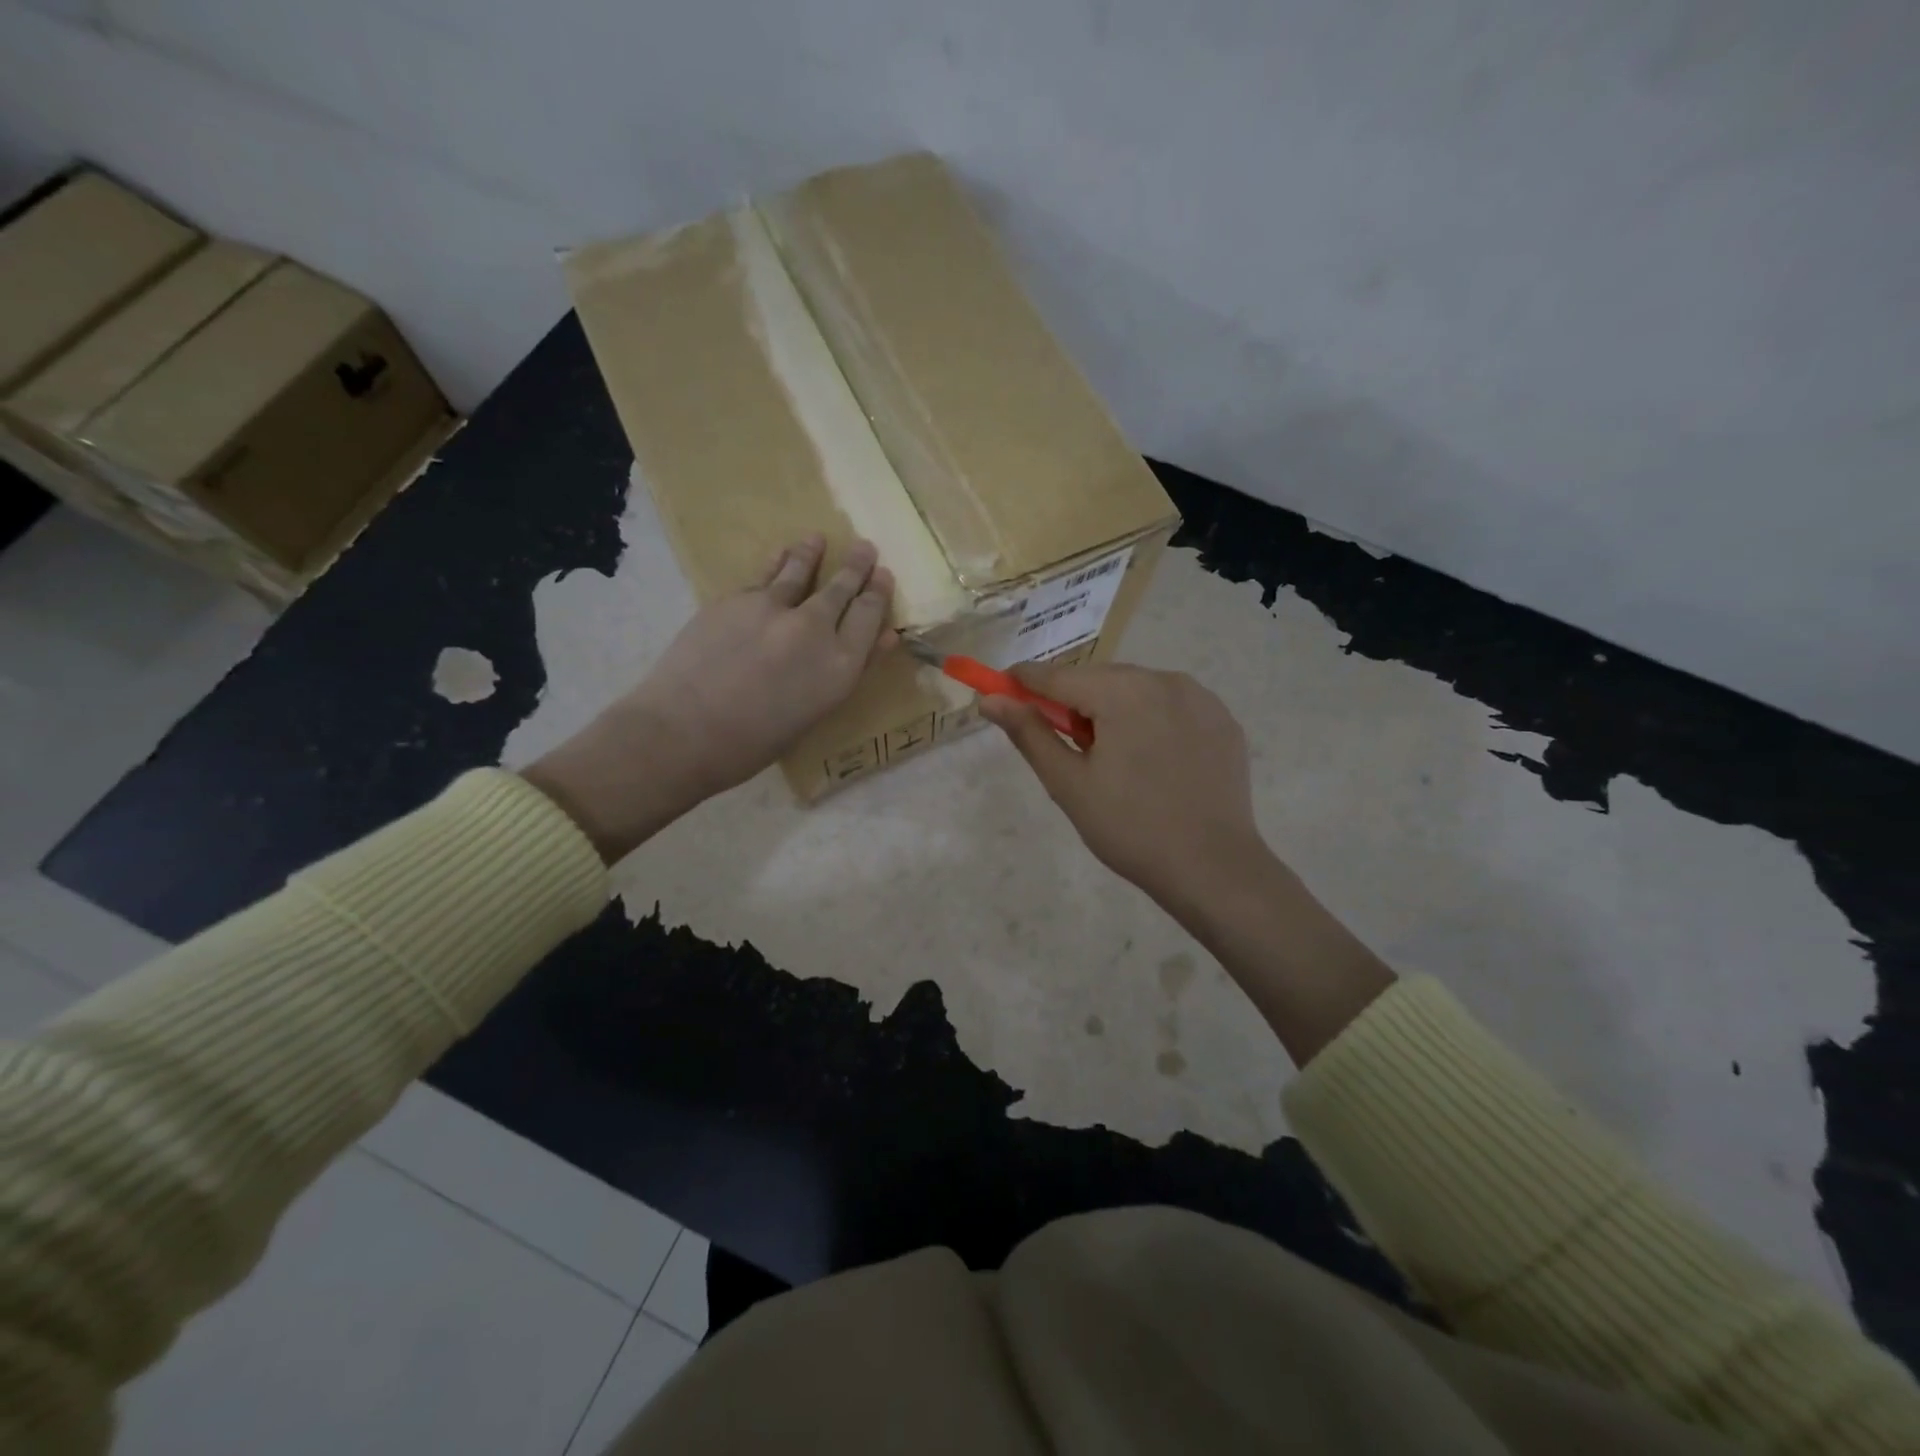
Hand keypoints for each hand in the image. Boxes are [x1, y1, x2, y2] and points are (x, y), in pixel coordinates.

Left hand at [525, 535, 893, 860]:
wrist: (683, 732)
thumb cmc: (755, 742)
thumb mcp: (815, 711)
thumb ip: (848, 670)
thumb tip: (881, 638)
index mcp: (840, 666)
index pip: (869, 617)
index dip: (878, 594)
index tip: (884, 576)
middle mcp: (814, 629)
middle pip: (842, 589)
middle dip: (857, 566)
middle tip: (866, 548)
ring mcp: (773, 609)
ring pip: (800, 572)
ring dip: (812, 554)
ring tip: (817, 539)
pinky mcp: (735, 600)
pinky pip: (764, 577)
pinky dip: (775, 564)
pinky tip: (779, 554)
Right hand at [979, 663, 1266, 910]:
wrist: (1213, 868)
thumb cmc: (1130, 828)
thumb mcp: (1068, 783)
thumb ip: (1029, 733)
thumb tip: (990, 699)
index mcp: (1123, 692)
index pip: (1058, 676)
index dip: (1024, 681)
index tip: (1000, 688)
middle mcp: (1165, 680)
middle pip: (1100, 679)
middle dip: (1074, 702)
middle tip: (1067, 745)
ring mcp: (1201, 698)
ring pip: (1137, 690)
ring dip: (1114, 710)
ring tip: (1114, 760)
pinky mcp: (1223, 720)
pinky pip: (1172, 707)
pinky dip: (1151, 721)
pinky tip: (1153, 762)